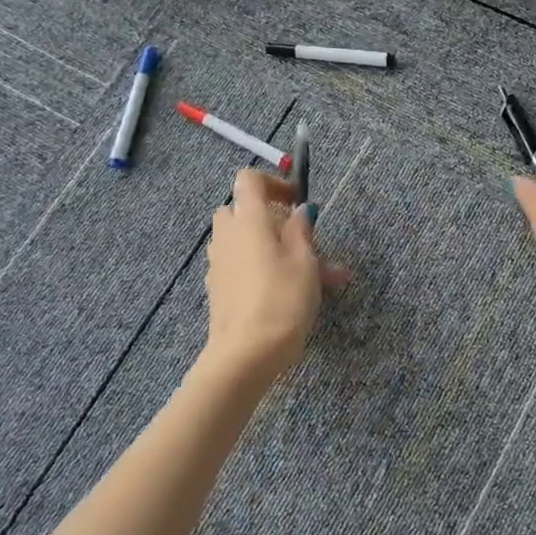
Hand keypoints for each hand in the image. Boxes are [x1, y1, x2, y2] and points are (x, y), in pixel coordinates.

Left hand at [202, 169, 346, 384]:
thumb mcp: (305, 261)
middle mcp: (228, 235)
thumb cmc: (282, 300)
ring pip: (246, 241)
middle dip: (273, 218)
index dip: (274, 182)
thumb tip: (299, 211)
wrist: (246, 354)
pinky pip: (242, 265)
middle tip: (303, 239)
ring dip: (275, 247)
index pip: (249, 179)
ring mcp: (219, 263)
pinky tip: (291, 293)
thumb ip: (302, 230)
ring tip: (316, 275)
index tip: (297, 201)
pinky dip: (264, 268)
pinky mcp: (219, 288)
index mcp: (249, 220)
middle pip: (243, 210)